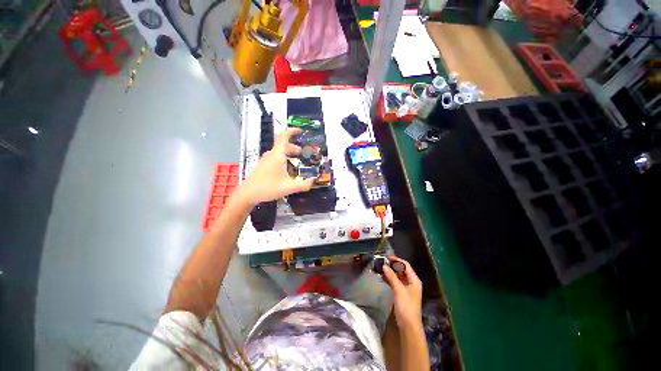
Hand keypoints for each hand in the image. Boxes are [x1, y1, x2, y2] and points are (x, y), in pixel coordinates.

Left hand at [238, 128, 313, 205]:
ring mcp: (265, 160)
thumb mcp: (289, 187)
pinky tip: (287, 168)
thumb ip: (303, 185)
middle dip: (294, 147)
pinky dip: (283, 158)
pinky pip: (275, 157)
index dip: (292, 131)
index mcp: (277, 155)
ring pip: (279, 152)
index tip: (300, 130)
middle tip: (303, 153)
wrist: (248, 194)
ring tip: (297, 159)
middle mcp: (271, 155)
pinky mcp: (263, 165)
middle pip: (283, 145)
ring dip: (289, 153)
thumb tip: (314, 181)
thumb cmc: (268, 188)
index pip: (284, 137)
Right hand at [382, 256, 422, 327]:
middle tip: (382, 261)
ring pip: (398, 276)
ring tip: (380, 268)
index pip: (405, 265)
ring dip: (390, 272)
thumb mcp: (399, 290)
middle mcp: (412, 282)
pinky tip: (382, 277)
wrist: (409, 326)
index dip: (396, 260)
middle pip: (402, 270)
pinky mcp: (402, 293)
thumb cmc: (406, 306)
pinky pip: (396, 282)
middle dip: (392, 265)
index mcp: (414, 280)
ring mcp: (407, 288)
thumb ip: (392, 277)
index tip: (386, 257)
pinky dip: (390, 279)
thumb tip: (384, 265)